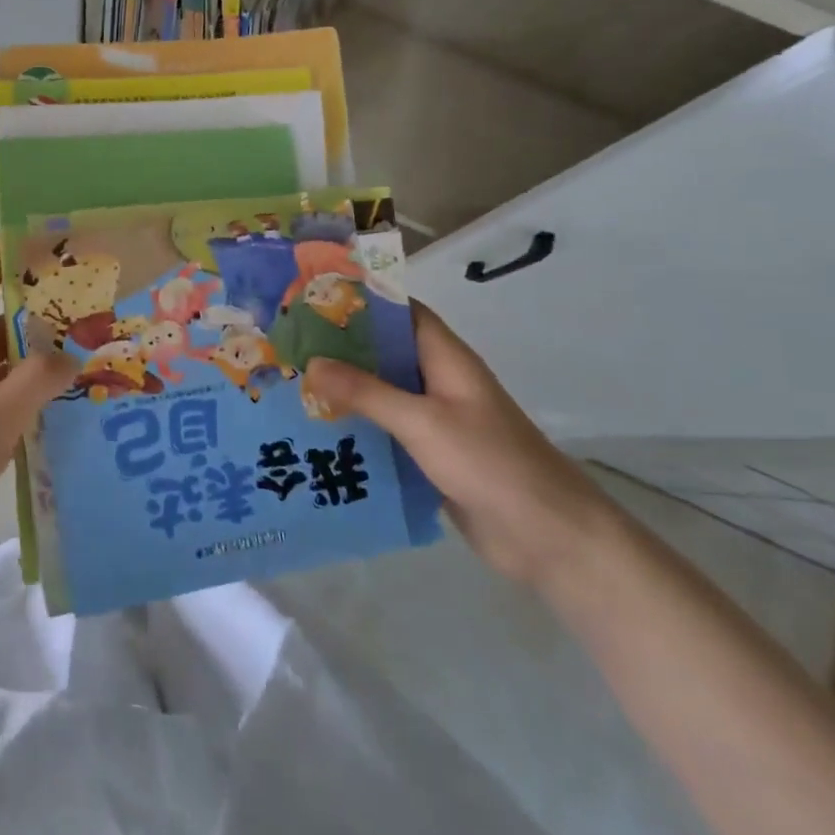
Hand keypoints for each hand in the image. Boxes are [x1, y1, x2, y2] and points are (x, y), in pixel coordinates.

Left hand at [0, 240, 75, 577]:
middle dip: (40, 307)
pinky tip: (64, 400)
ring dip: (39, 354)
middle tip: (90, 297)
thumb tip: (72, 354)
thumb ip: (35, 383)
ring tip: (88, 346)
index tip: (41, 228)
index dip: (6, 251)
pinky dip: (29, 391)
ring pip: (4, 361)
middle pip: (0, 320)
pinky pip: (2, 394)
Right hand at [304, 303, 613, 591]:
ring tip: (290, 384)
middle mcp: (438, 381)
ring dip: (344, 389)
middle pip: (385, 352)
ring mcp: (435, 420)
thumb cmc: (489, 463)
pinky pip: (386, 430)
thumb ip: (366, 392)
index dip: (361, 300)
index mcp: (445, 358)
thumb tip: (312, 362)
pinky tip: (317, 432)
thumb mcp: (422, 421)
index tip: (312, 297)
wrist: (546, 536)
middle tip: (288, 344)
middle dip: (340, 347)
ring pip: (382, 392)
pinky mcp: (430, 454)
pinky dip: (357, 426)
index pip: (400, 312)